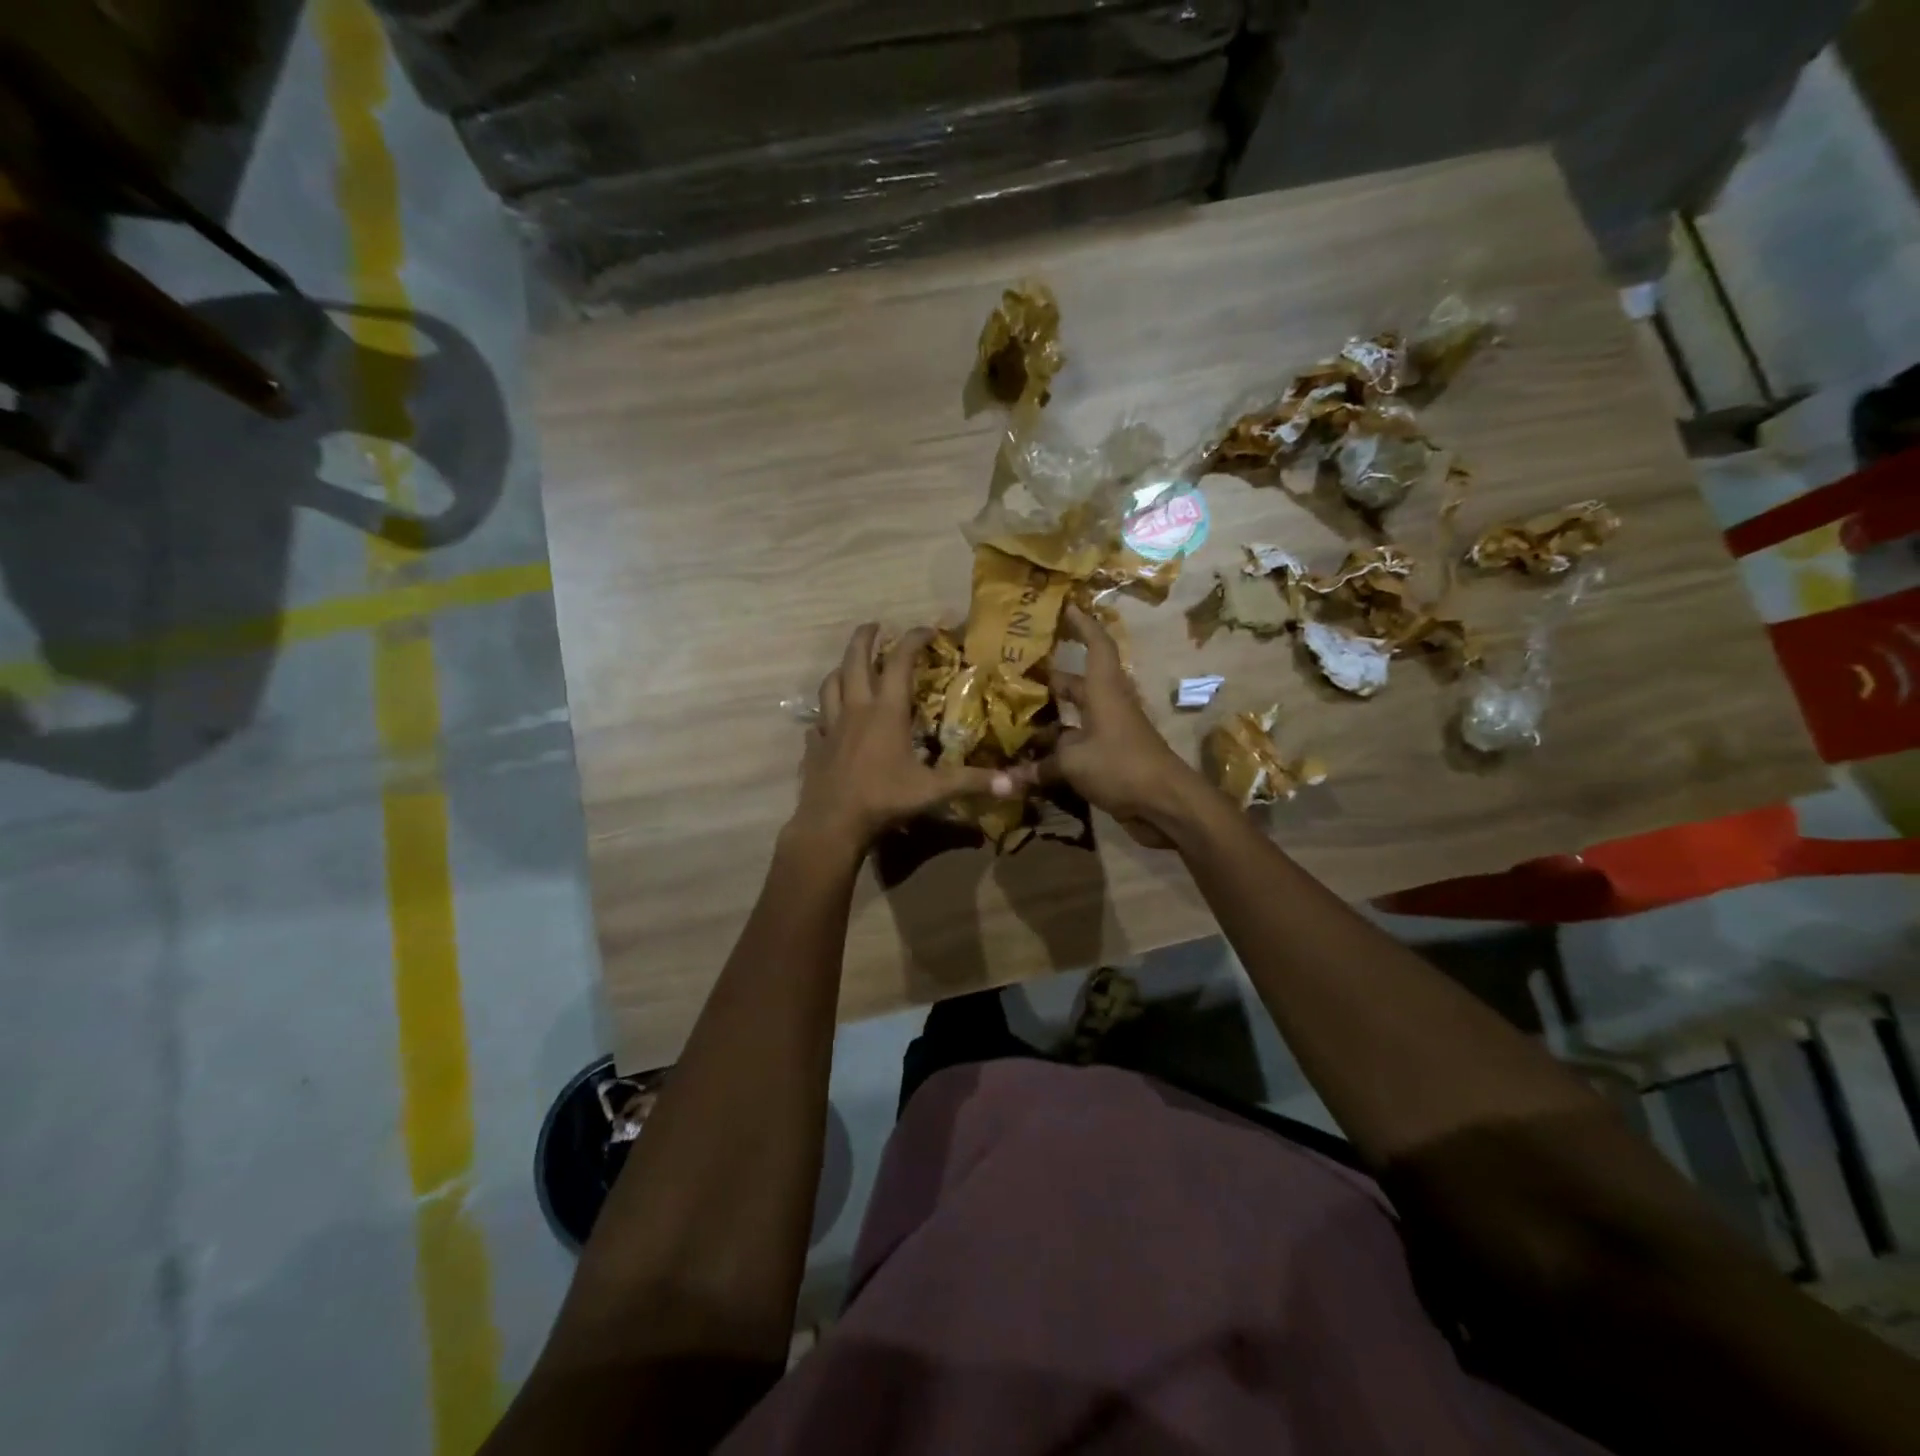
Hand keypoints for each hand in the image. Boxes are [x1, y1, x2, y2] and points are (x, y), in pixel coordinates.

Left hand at [790, 623, 1013, 854]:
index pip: (900, 662)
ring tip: (849, 666)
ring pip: (830, 685)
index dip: (913, 640)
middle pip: (855, 661)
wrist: (832, 823)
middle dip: (865, 638)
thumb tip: (1015, 783)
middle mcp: (856, 709)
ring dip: (841, 669)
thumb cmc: (884, 799)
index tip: (927, 630)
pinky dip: (824, 715)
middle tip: (874, 625)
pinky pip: (817, 722)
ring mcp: (831, 727)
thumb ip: (971, 782)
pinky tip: (828, 722)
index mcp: (886, 712)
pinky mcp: (815, 746)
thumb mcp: (933, 790)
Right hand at [1011, 605, 1202, 848]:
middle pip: (1075, 684)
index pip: (1096, 645)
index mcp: (1103, 691)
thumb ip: (1039, 766)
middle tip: (1013, 675)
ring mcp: (1109, 734)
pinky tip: (1028, 760)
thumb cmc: (1121, 766)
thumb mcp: (1074, 763)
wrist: (1166, 805)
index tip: (1065, 606)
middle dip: (1048, 680)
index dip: (1082, 624)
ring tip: (1011, 718)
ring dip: (1048, 720)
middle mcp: (1107, 706)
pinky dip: (1055, 751)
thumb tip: (1005, 778)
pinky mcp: (1109, 760)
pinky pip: (1076, 746)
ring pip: (1073, 718)